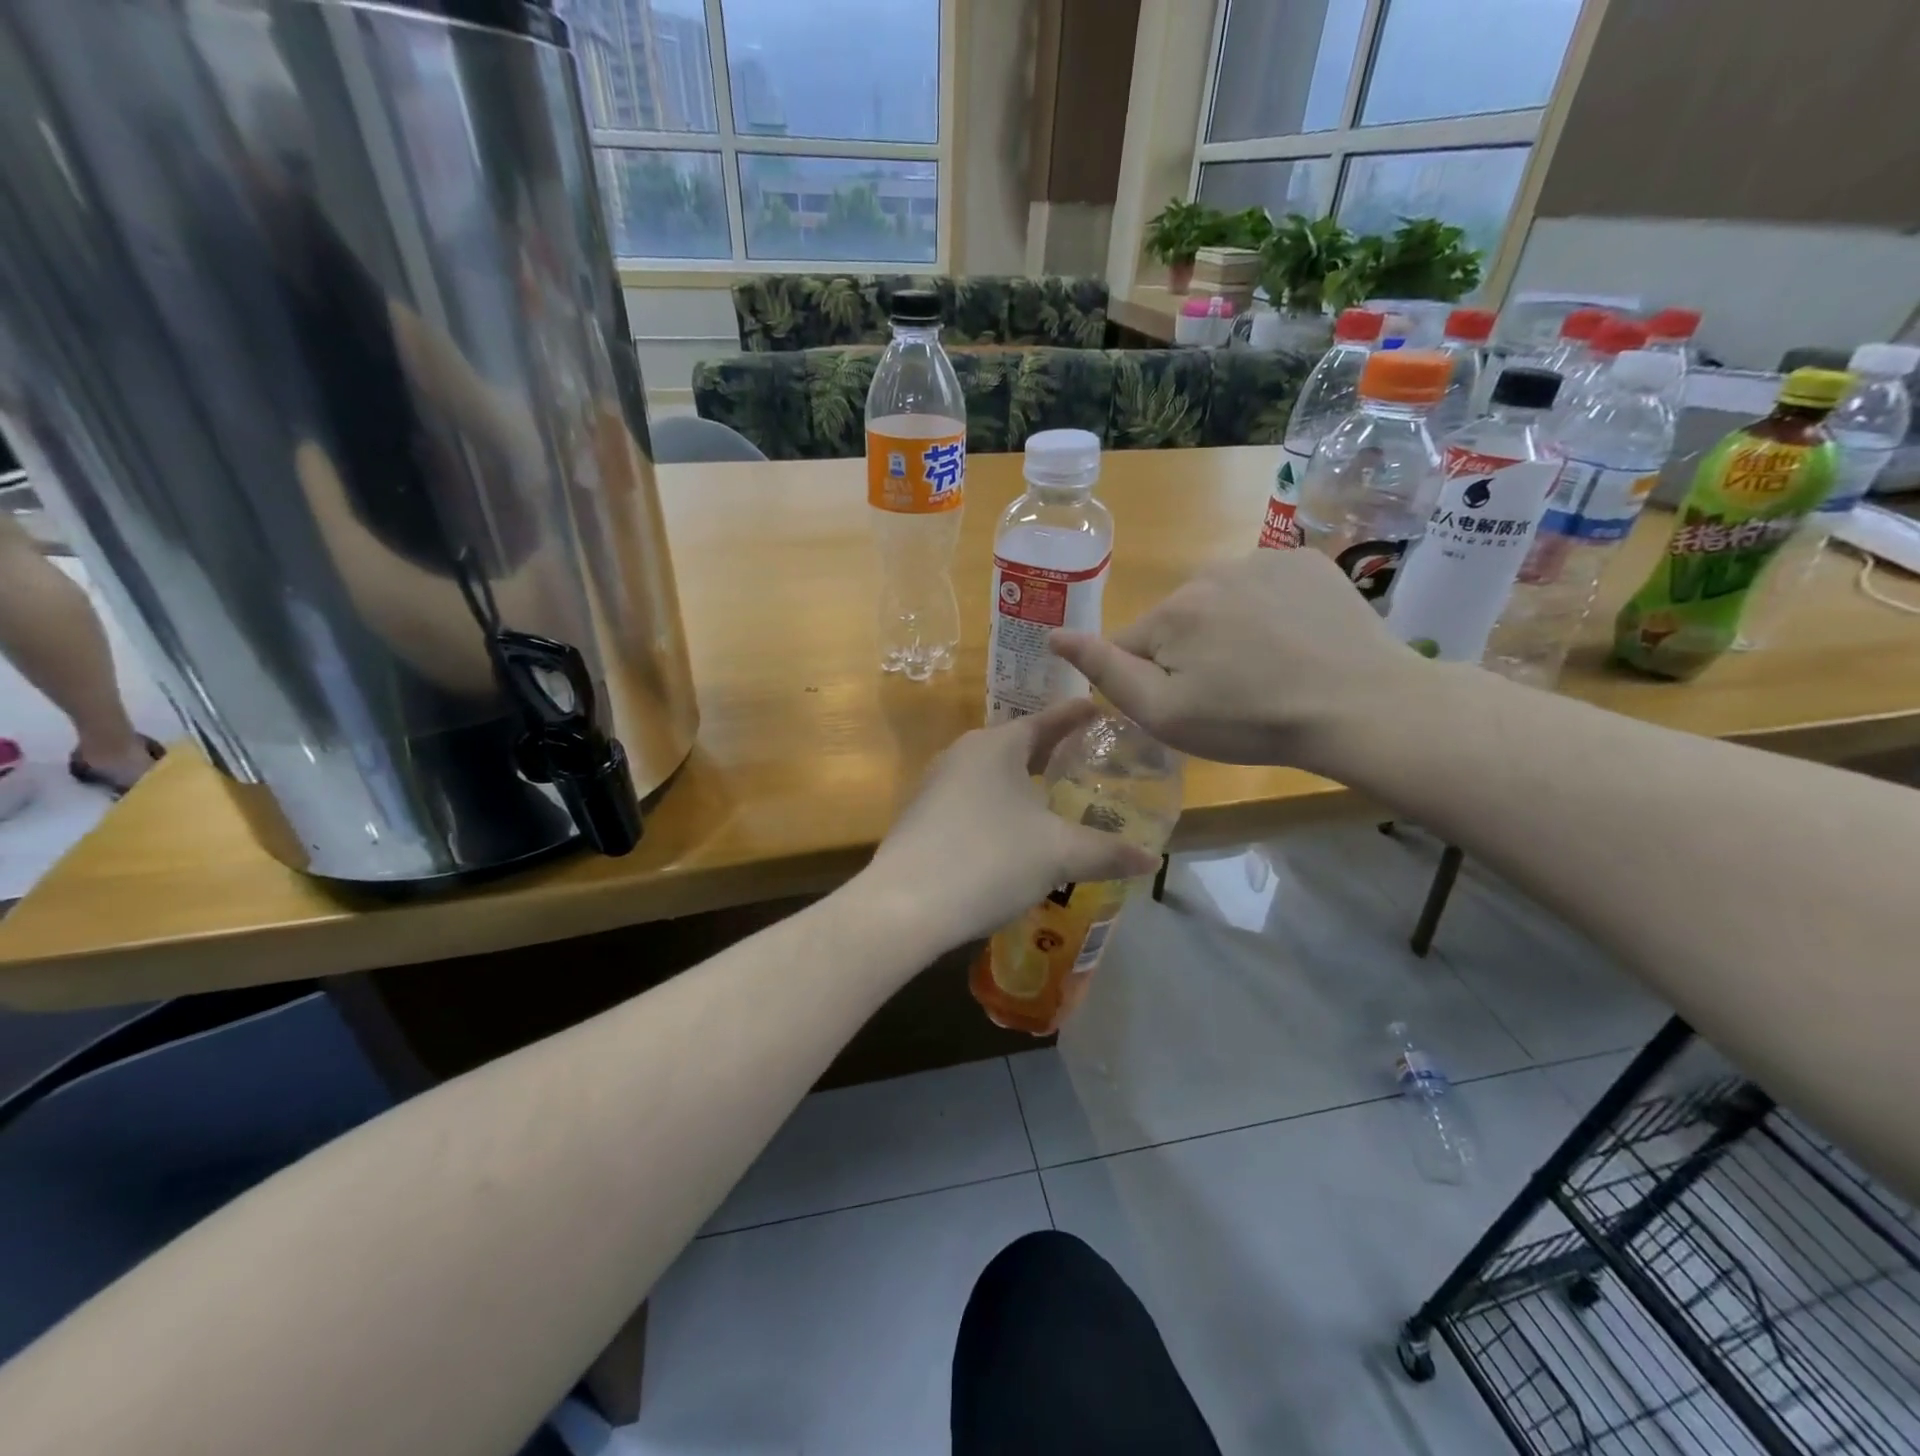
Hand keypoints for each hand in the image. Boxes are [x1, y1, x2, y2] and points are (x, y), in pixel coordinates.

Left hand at [860, 699, 1161, 952]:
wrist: (904, 905)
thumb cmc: (990, 860)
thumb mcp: (1058, 855)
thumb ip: (1107, 852)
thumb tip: (1152, 860)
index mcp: (996, 746)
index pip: (1045, 721)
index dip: (1075, 717)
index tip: (1099, 710)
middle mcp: (962, 754)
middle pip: (1015, 746)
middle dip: (1049, 752)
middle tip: (1084, 759)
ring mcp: (935, 785)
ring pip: (991, 775)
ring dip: (1020, 783)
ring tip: (1051, 797)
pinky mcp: (921, 817)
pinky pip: (971, 801)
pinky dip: (997, 808)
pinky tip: (1010, 834)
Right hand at [1050, 548, 1419, 771]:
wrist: (1361, 706)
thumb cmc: (1251, 722)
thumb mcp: (1164, 713)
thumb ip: (1105, 671)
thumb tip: (1055, 636)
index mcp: (1171, 612)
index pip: (1132, 645)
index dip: (1151, 680)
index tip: (1190, 706)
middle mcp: (1208, 572)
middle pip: (1177, 620)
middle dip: (1190, 652)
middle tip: (1231, 694)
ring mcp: (1262, 560)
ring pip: (1220, 601)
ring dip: (1230, 628)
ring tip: (1269, 669)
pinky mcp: (1306, 561)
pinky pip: (1265, 585)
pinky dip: (1270, 609)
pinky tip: (1296, 640)